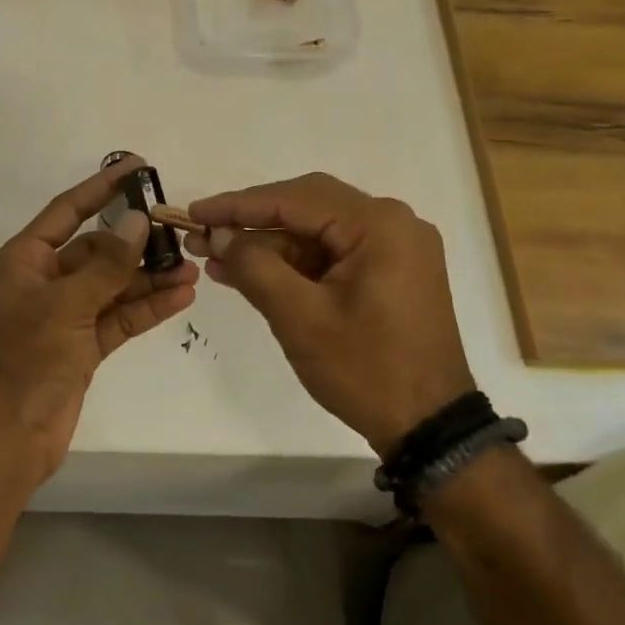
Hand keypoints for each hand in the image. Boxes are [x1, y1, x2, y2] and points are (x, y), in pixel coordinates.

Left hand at [0, 157, 198, 478]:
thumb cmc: (26, 360)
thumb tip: (138, 220)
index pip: (68, 211)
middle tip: (179, 231)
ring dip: (149, 277)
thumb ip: (106, 264)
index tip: (137, 168)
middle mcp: (46, 281)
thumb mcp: (65, 305)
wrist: (8, 437)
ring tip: (191, 268)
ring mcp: (66, 315)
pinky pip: (120, 317)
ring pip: (114, 285)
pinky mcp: (84, 346)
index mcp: (25, 260)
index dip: (102, 188)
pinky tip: (181, 296)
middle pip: (97, 249)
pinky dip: (147, 307)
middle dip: (137, 242)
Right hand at [187, 172, 473, 457]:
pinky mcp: (390, 271)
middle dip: (252, 221)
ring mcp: (394, 248)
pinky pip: (332, 254)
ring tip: (216, 257)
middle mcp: (393, 223)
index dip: (238, 204)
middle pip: (308, 207)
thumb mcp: (300, 318)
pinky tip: (251, 272)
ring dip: (269, 244)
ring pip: (317, 231)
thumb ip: (256, 268)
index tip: (195, 213)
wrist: (429, 425)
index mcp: (379, 225)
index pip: (295, 199)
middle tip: (203, 234)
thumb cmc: (366, 370)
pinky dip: (293, 263)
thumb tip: (220, 236)